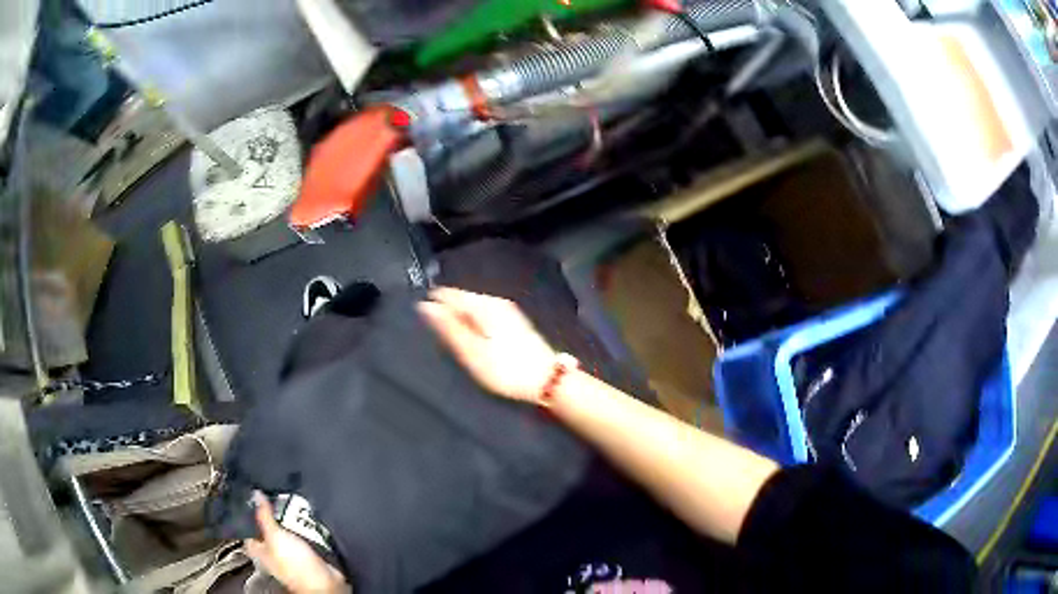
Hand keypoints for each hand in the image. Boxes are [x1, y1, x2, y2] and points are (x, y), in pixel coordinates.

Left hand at [244, 492, 348, 593]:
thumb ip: (264, 515)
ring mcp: (287, 550)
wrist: (324, 581)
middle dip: (271, 511)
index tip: (254, 492)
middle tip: (274, 493)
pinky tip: (303, 516)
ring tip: (290, 500)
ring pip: (284, 528)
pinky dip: (301, 525)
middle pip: (266, 524)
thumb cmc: (294, 564)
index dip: (249, 509)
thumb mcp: (275, 536)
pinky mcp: (304, 551)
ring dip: (288, 517)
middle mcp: (270, 549)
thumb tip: (254, 494)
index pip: (247, 524)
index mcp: (256, 548)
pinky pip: (299, 533)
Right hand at [418, 287, 557, 401]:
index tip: (418, 320)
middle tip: (430, 333)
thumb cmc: (506, 370)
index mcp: (484, 305)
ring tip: (445, 338)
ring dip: (458, 319)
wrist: (549, 381)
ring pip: (473, 308)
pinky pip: (483, 316)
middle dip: (445, 311)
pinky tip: (469, 339)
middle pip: (462, 300)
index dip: (432, 304)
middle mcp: (496, 302)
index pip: (449, 294)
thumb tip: (425, 306)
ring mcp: (507, 312)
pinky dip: (472, 325)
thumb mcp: (472, 353)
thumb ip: (448, 328)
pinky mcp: (514, 324)